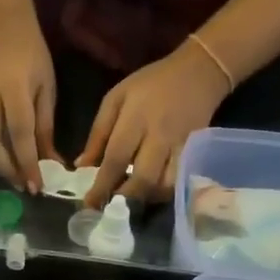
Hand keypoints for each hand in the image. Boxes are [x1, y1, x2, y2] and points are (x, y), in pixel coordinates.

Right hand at [0, 3, 56, 192]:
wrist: (0, 20)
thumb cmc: (29, 51)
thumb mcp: (45, 85)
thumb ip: (45, 125)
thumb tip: (51, 161)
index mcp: (14, 89)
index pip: (20, 134)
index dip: (28, 163)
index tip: (37, 187)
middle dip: (11, 170)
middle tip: (26, 186)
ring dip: (0, 165)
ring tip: (17, 177)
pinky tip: (4, 161)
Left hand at [80, 41, 229, 209]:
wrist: (198, 72)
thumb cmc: (150, 85)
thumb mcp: (117, 98)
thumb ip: (98, 133)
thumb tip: (81, 166)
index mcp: (136, 117)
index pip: (116, 158)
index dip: (101, 185)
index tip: (88, 205)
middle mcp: (160, 134)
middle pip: (143, 178)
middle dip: (124, 198)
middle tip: (110, 207)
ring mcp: (181, 146)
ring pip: (164, 185)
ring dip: (145, 198)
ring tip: (130, 199)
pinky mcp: (195, 153)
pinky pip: (179, 181)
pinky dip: (163, 192)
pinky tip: (151, 191)